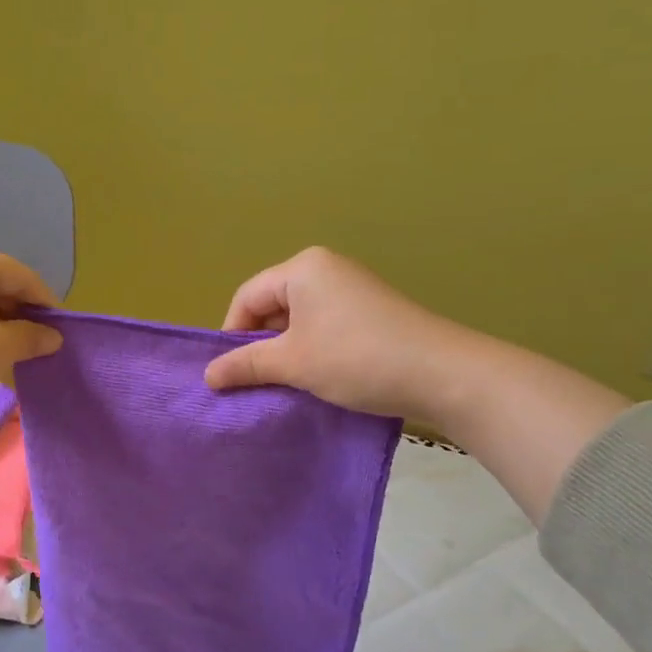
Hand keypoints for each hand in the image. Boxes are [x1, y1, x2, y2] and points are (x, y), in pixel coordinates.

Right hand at [204, 247, 451, 418]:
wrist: (443, 375)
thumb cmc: (356, 359)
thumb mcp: (293, 363)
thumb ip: (246, 364)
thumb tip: (208, 375)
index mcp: (302, 268)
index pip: (248, 297)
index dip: (232, 335)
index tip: (229, 373)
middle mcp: (326, 269)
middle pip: (273, 305)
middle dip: (261, 343)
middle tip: (256, 381)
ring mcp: (352, 288)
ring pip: (299, 319)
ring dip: (287, 350)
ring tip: (287, 383)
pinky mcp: (371, 311)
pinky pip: (325, 325)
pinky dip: (313, 350)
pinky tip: (319, 377)